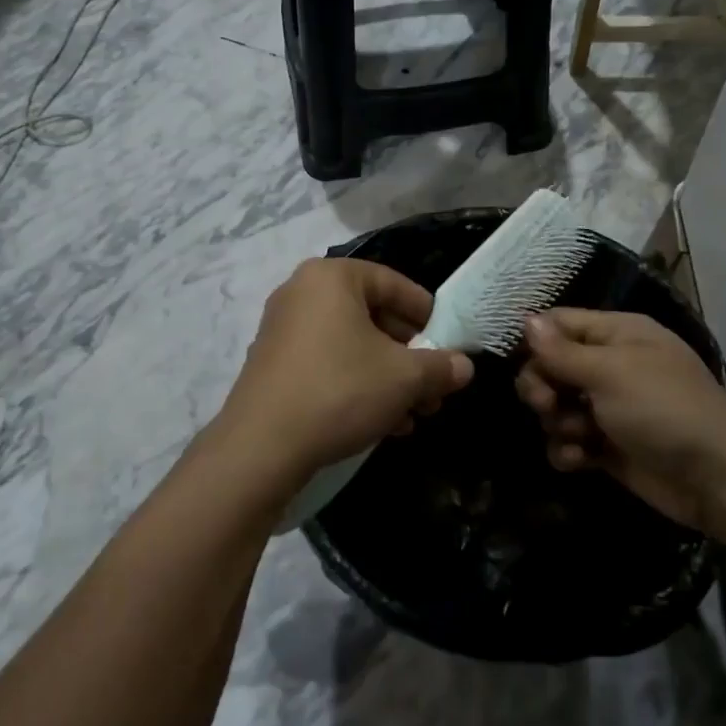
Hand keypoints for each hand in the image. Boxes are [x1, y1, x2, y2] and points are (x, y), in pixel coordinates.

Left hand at [216, 257, 473, 486]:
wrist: (261, 447)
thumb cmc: (340, 391)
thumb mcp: (404, 378)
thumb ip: (440, 367)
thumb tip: (464, 367)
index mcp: (331, 278)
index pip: (393, 283)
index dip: (427, 313)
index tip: (449, 340)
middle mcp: (302, 293)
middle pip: (373, 316)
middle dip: (410, 355)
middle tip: (435, 386)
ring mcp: (282, 330)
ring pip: (352, 346)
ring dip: (389, 377)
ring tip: (416, 413)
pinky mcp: (273, 366)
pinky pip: (328, 364)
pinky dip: (358, 385)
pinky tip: (385, 423)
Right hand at [515, 309, 725, 533]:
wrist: (717, 478)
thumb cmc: (663, 408)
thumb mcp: (610, 371)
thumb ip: (562, 350)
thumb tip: (525, 319)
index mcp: (616, 333)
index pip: (558, 323)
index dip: (535, 341)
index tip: (521, 363)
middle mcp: (610, 365)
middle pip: (550, 366)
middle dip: (540, 386)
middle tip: (547, 405)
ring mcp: (608, 408)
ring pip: (556, 406)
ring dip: (556, 422)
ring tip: (577, 436)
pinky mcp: (608, 447)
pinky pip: (569, 441)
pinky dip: (568, 450)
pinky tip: (579, 460)